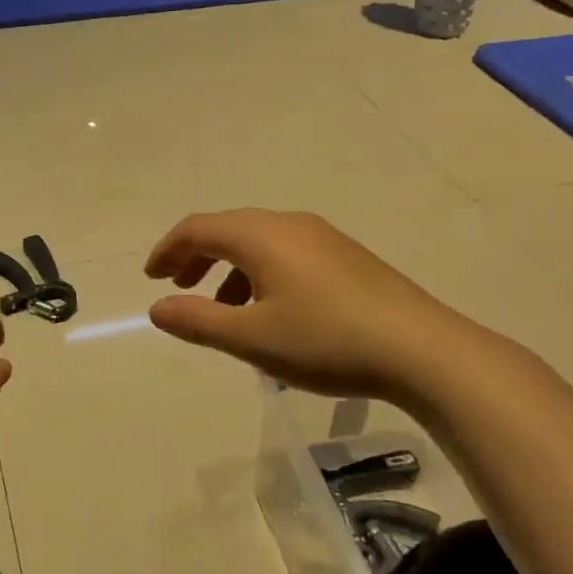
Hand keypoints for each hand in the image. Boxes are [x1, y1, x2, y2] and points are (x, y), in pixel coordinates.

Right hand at [145, 209, 479, 405]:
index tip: (151, 278)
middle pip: (227, 229)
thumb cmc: (326, 340)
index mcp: (260, 236)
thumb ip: (198, 321)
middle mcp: (287, 224)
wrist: (422, 349)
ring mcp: (321, 237)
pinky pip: (285, 252)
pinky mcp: (345, 255)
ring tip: (220, 308)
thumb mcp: (252, 338)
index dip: (168, 250)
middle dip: (196, 256)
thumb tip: (157, 309)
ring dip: (228, 268)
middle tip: (177, 287)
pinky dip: (259, 272)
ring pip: (258, 242)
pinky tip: (270, 310)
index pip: (198, 228)